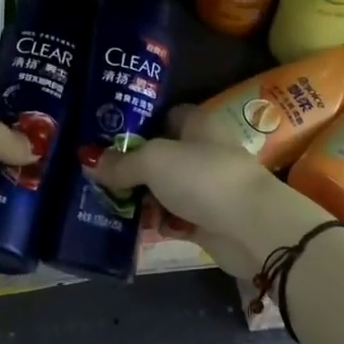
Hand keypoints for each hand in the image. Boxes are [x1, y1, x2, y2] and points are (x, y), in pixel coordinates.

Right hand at [93, 108, 331, 279]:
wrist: (252, 228)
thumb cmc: (203, 178)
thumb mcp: (153, 162)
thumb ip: (122, 163)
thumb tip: (90, 161)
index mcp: (198, 123)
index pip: (164, 116)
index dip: (137, 126)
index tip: (107, 140)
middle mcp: (204, 150)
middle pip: (161, 155)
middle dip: (133, 168)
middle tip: (102, 179)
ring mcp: (208, 185)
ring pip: (166, 188)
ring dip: (143, 198)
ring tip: (113, 206)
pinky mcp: (209, 218)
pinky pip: (175, 216)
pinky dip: (160, 221)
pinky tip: (139, 227)